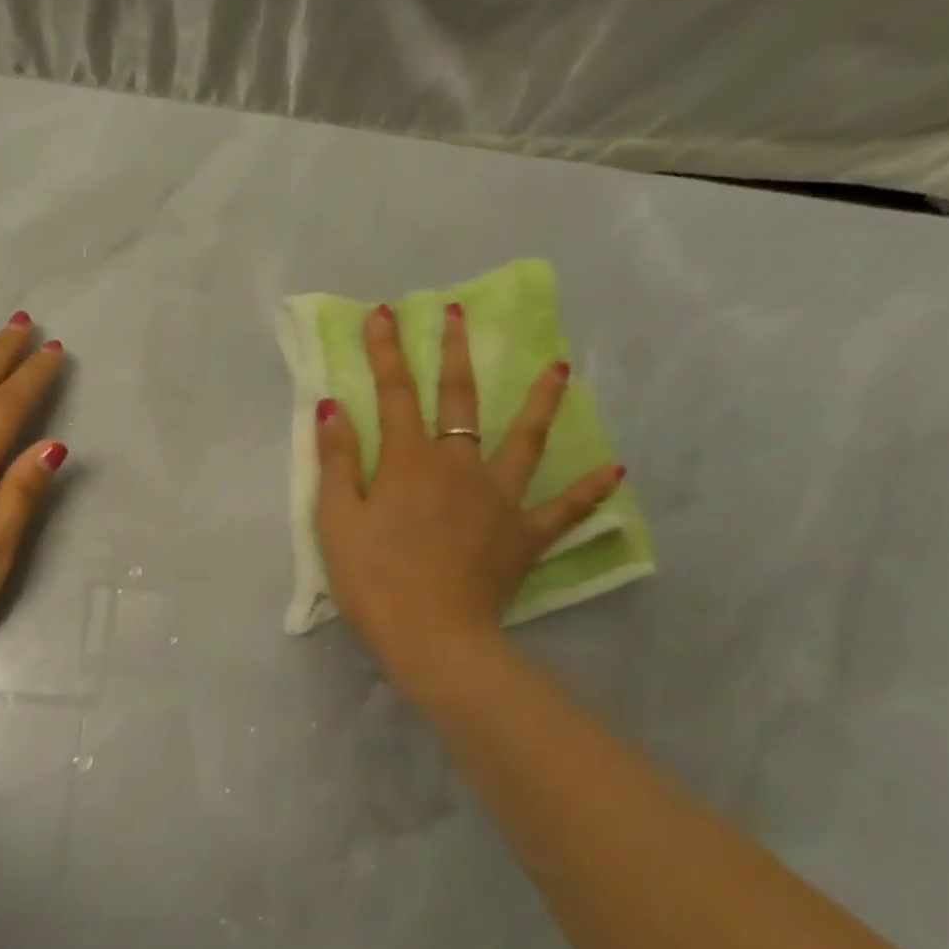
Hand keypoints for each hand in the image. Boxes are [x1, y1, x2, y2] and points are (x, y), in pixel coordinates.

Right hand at [314, 301, 621, 691]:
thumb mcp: (336, 520)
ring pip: (524, 440)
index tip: (385, 313)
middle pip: (458, 400)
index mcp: (408, 462)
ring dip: (539, 401)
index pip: (394, 394)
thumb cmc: (373, 578)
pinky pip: (563, 509)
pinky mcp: (524, 535)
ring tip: (560, 368)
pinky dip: (589, 491)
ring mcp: (499, 498)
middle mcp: (458, 466)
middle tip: (459, 314)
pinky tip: (615, 471)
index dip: (386, 352)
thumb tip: (333, 407)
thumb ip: (337, 461)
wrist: (431, 635)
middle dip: (454, 354)